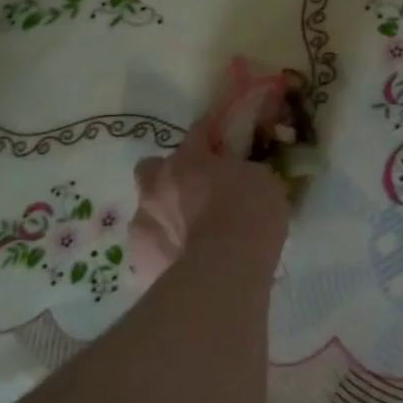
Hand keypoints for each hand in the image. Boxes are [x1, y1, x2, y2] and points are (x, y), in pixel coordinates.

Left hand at [129, 63, 291, 276]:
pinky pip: (150, 247)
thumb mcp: (263, 181)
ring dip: (166, 216)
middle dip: (168, 176)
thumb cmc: (250, 217)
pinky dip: (164, 251)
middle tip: (194, 193)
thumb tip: (241, 173)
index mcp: (189, 159)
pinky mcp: (138, 258)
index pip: (199, 132)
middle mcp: (157, 184)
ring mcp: (143, 222)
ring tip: (192, 236)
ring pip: (148, 209)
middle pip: (152, 168)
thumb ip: (244, 171)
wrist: (225, 271)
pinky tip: (185, 262)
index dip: (210, 135)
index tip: (220, 140)